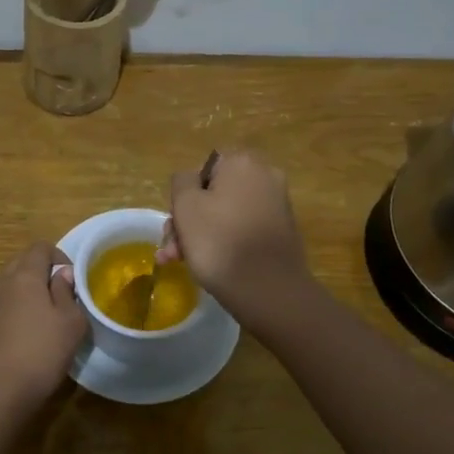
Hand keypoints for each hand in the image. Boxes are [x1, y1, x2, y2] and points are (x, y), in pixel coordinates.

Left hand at [0, 242, 87, 423]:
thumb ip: (68, 292)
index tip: (74, 282)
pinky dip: (19, 309)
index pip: (41, 247)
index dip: (61, 257)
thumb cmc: (40, 352)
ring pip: (13, 284)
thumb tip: (62, 274)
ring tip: (49, 317)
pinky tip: (31, 335)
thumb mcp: (70, 322)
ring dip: (31, 292)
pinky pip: (5, 304)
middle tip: (63, 298)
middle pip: (24, 262)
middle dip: (44, 273)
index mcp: (24, 274)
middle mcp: (3, 282)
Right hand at [156, 150, 311, 316]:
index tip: (174, 222)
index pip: (202, 168)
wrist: (269, 291)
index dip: (184, 195)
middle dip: (189, 221)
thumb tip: (191, 180)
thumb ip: (182, 182)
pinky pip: (244, 229)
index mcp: (243, 162)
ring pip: (226, 214)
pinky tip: (208, 266)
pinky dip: (226, 243)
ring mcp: (277, 205)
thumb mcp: (186, 205)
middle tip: (172, 250)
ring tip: (179, 263)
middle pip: (214, 194)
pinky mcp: (282, 232)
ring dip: (201, 235)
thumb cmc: (219, 241)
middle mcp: (265, 176)